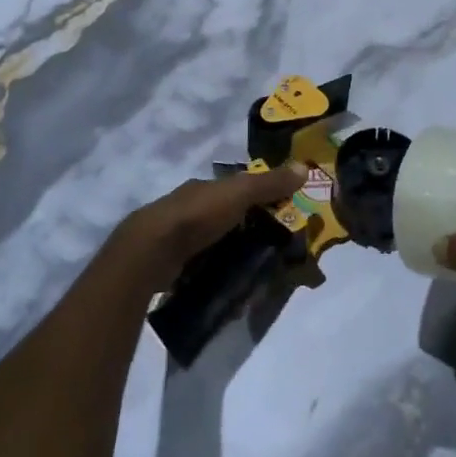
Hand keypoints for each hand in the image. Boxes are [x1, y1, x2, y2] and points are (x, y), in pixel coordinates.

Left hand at [117, 162, 308, 290]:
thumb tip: (305, 167)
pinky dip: (217, 275)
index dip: (258, 199)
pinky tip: (230, 289)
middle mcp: (189, 209)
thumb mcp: (239, 193)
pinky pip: (202, 268)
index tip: (280, 215)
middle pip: (226, 218)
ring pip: (214, 245)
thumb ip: (270, 183)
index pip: (236, 190)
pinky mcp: (172, 266)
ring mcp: (178, 239)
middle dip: (247, 232)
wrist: (150, 252)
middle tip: (273, 251)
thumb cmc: (197, 215)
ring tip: (256, 275)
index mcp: (204, 189)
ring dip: (233, 256)